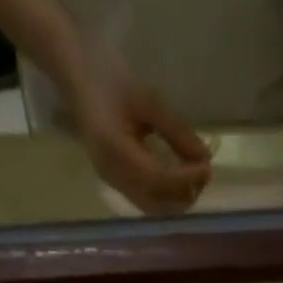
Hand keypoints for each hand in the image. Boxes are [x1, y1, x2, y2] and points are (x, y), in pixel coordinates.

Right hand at [71, 54, 210, 213]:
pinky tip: (178, 180)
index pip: (159, 180)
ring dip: (177, 199)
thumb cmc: (108, 77)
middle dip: (185, 193)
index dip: (187, 179)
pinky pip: (146, 201)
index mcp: (114, 150)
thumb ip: (176, 131)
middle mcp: (112, 175)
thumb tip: (205, 157)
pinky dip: (166, 196)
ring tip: (194, 177)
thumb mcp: (147, 99)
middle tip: (203, 173)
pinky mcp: (115, 184)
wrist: (75, 74)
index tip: (207, 168)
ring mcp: (112, 183)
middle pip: (158, 203)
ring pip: (154, 208)